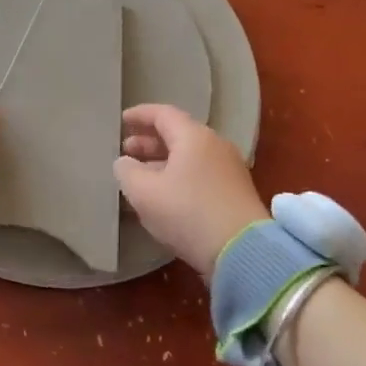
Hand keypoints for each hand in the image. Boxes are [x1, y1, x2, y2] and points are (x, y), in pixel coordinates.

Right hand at [113, 104, 267, 279]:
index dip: (139, 115)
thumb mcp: (144, 193)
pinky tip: (165, 195)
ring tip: (141, 175)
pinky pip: (200, 174)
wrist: (243, 251)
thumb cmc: (188, 213)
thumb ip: (127, 172)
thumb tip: (125, 162)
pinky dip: (179, 176)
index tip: (121, 120)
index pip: (163, 114)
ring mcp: (229, 169)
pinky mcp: (235, 193)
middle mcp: (215, 146)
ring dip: (163, 161)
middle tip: (126, 151)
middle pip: (178, 134)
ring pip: (190, 156)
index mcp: (194, 137)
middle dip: (149, 141)